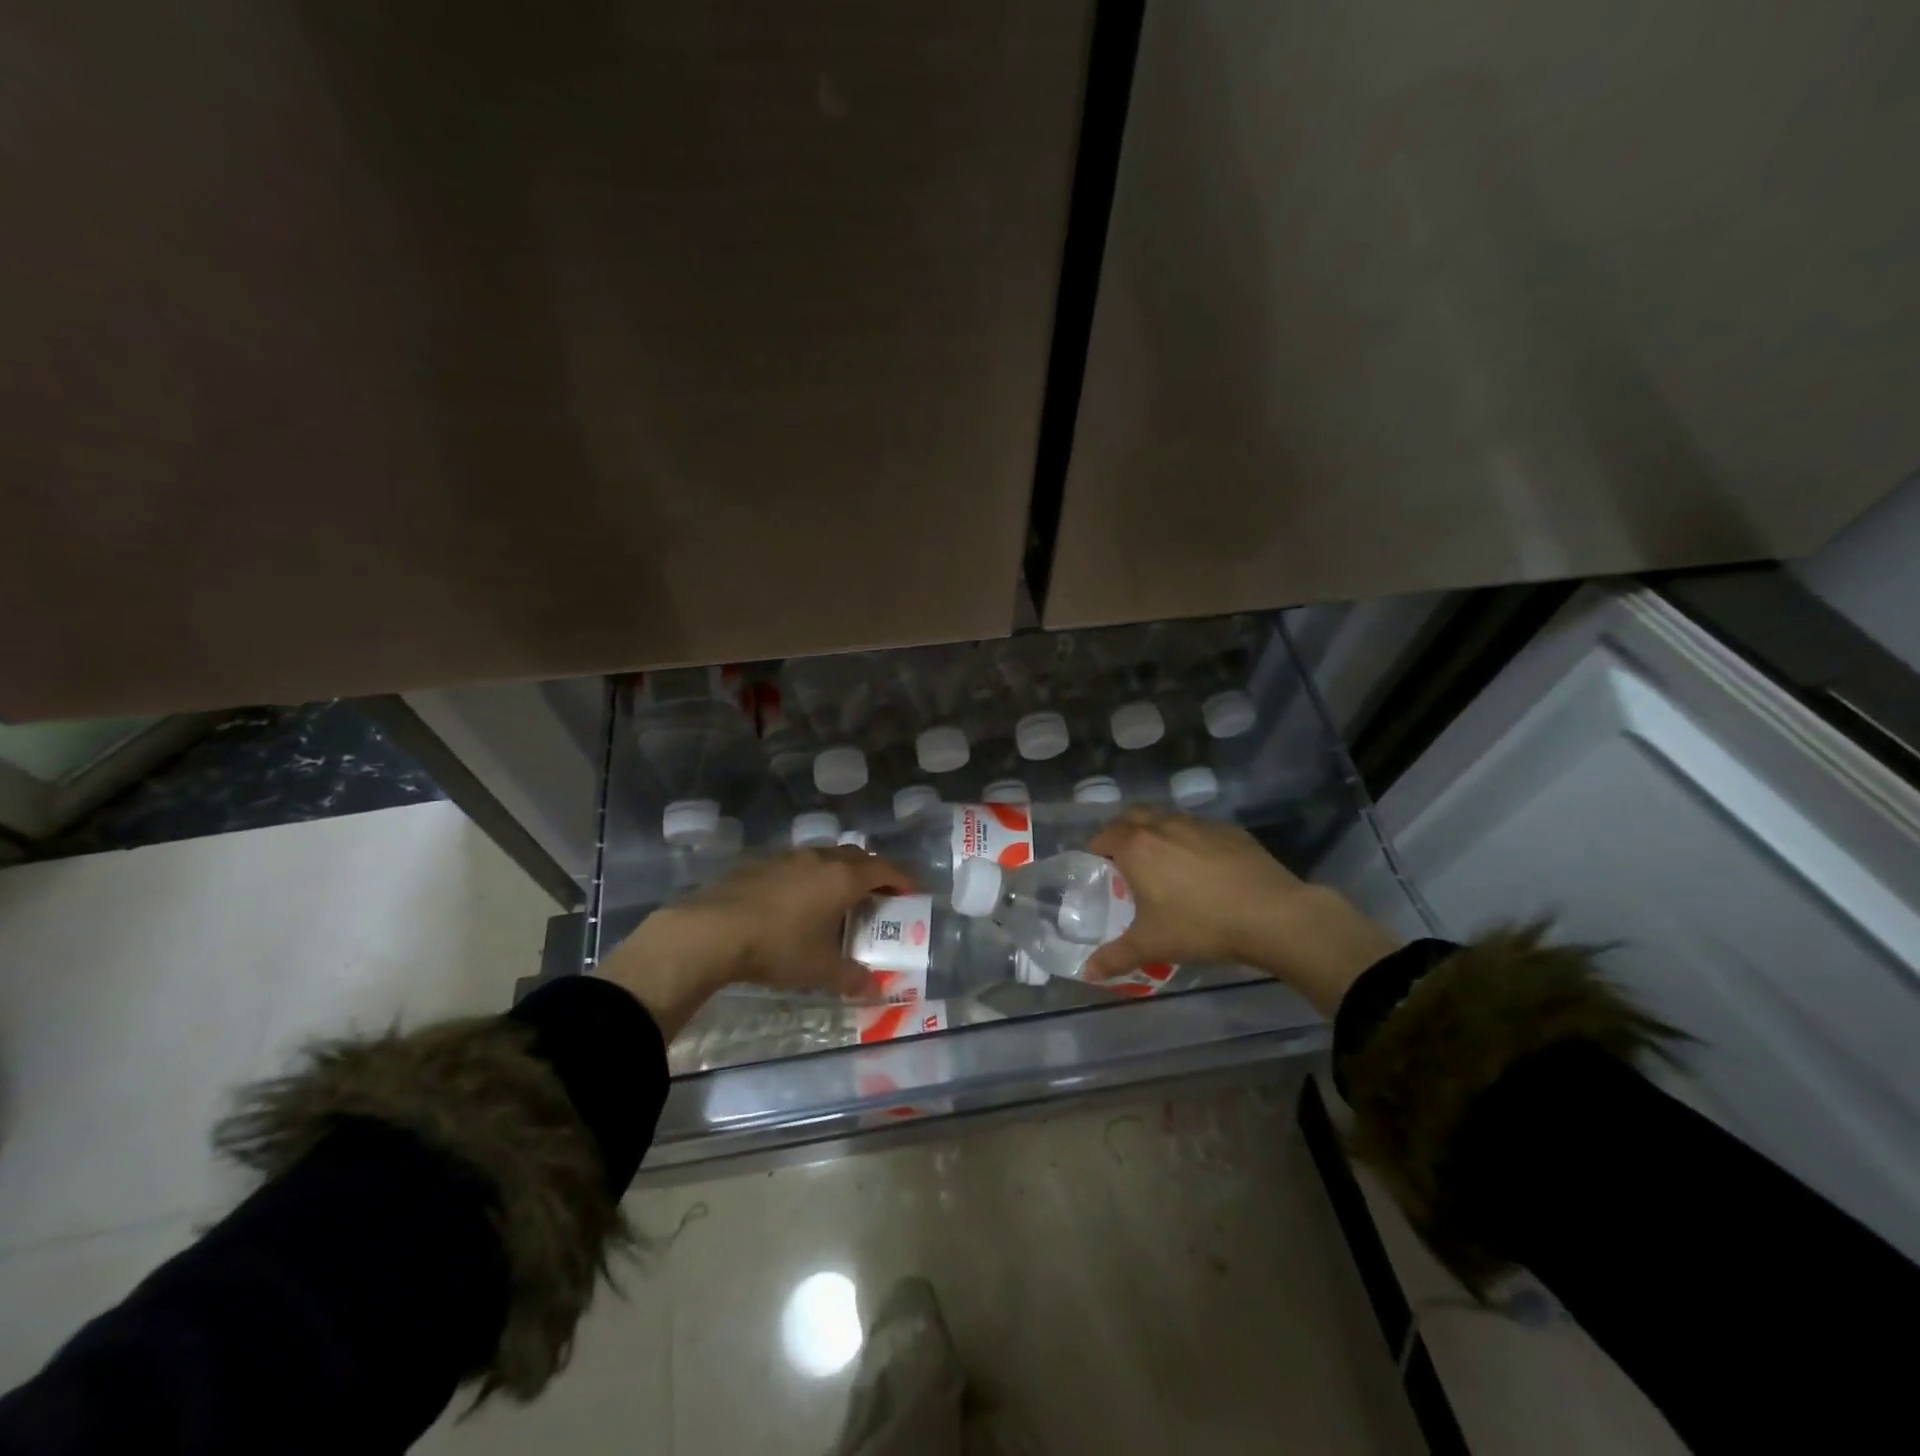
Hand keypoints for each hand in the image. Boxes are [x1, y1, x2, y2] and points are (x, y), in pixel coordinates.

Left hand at [597, 847, 916, 1037]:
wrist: (712, 929)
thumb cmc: (779, 946)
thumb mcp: (820, 969)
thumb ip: (851, 978)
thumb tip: (876, 992)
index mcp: (843, 878)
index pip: (885, 869)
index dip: (903, 879)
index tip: (913, 892)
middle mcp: (820, 858)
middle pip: (857, 857)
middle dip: (872, 874)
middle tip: (877, 897)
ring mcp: (788, 856)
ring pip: (824, 857)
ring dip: (838, 872)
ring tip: (836, 899)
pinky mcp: (759, 863)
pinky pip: (796, 864)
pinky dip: (807, 877)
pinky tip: (794, 902)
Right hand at [1083, 809, 1398, 1014]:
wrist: (1271, 914)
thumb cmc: (1200, 926)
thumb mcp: (1151, 945)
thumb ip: (1114, 957)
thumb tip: (1087, 973)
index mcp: (1137, 847)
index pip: (1103, 836)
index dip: (1095, 850)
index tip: (1096, 868)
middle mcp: (1163, 826)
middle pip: (1131, 816)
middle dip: (1121, 831)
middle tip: (1123, 860)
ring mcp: (1198, 824)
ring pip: (1166, 817)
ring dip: (1155, 831)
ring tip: (1161, 861)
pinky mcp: (1229, 830)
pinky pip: (1198, 828)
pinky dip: (1189, 839)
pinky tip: (1201, 866)